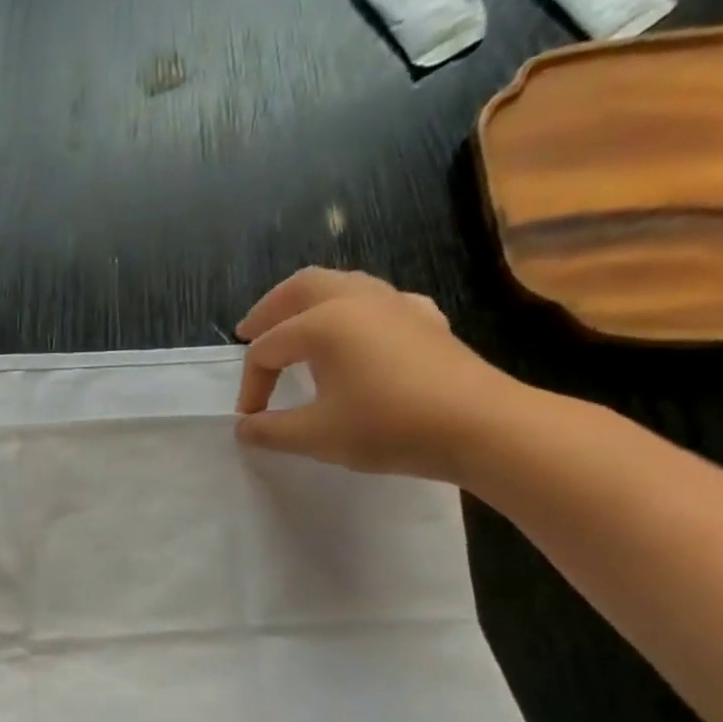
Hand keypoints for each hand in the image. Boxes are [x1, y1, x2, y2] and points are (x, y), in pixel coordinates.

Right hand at [234, 268, 525, 480]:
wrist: (477, 425)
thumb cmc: (386, 426)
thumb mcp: (315, 436)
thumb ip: (271, 430)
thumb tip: (245, 427)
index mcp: (323, 323)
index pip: (267, 349)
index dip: (251, 385)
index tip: (251, 420)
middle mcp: (356, 300)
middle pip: (300, 288)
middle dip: (270, 310)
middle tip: (249, 332)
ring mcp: (396, 303)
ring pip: (342, 285)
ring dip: (309, 303)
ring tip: (296, 327)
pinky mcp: (424, 318)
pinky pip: (377, 301)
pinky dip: (352, 311)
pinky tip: (357, 334)